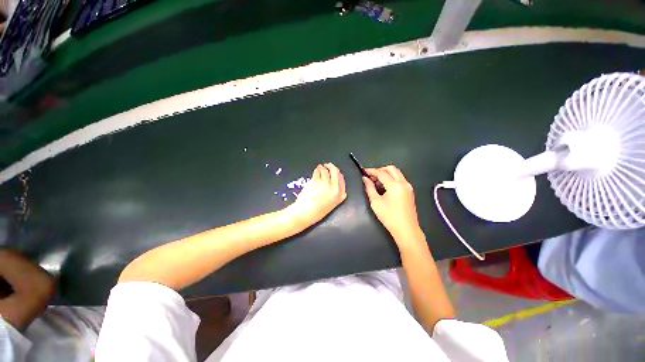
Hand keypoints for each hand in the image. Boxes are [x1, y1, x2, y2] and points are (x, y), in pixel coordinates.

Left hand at [287, 163, 346, 228]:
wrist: (305, 214)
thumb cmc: (316, 212)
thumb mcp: (331, 205)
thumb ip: (335, 195)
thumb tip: (334, 185)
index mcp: (339, 196)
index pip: (342, 180)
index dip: (339, 174)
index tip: (336, 172)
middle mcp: (334, 189)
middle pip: (335, 173)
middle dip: (332, 167)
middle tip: (328, 165)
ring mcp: (325, 184)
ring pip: (326, 171)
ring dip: (323, 168)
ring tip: (320, 167)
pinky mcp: (316, 181)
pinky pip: (318, 172)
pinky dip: (317, 170)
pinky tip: (316, 170)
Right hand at [363, 165, 422, 242]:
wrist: (407, 230)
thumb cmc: (389, 217)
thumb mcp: (376, 203)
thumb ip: (369, 188)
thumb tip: (365, 179)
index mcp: (395, 185)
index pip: (381, 173)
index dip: (371, 171)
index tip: (364, 171)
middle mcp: (403, 183)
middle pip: (391, 169)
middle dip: (380, 170)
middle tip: (371, 176)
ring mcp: (408, 187)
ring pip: (396, 173)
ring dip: (386, 174)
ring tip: (376, 182)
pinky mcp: (410, 191)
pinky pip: (400, 179)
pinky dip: (391, 179)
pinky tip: (384, 187)